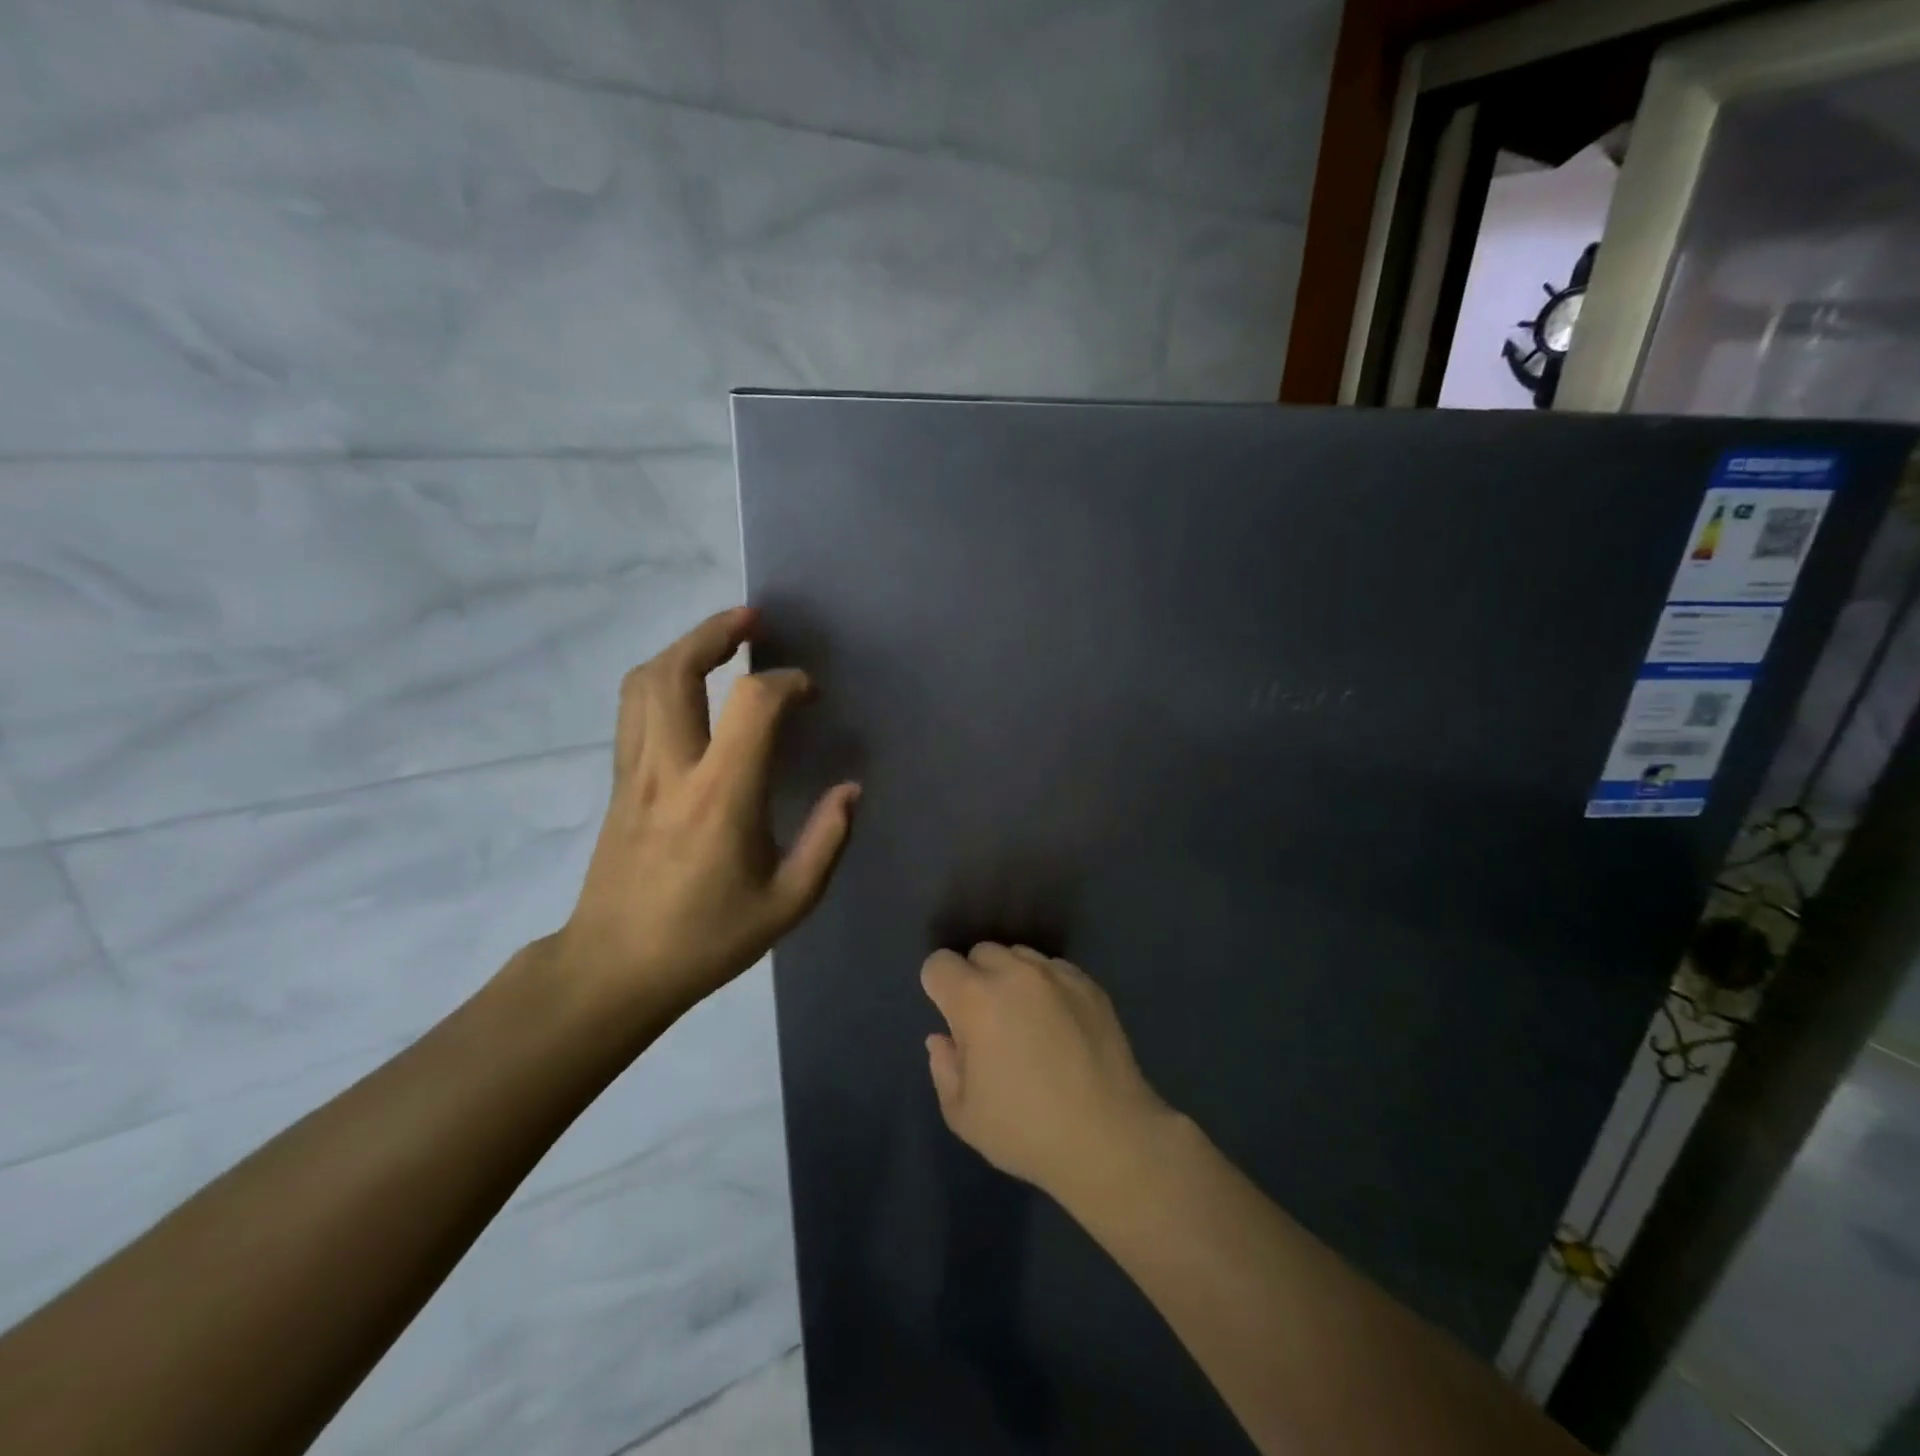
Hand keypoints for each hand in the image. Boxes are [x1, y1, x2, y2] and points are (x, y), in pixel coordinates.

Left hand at [554, 607, 859, 1020]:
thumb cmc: (706, 939)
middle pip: (676, 671)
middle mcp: (671, 769)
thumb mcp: (787, 904)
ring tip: (721, 641)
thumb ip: (826, 841)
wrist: (613, 968)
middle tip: (752, 619)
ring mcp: (635, 771)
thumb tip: (850, 789)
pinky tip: (689, 687)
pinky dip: (662, 678)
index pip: (753, 706)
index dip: (787, 683)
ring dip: (684, 648)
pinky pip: (633, 709)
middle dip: (715, 632)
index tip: (810, 693)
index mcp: (721, 798)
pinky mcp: (619, 781)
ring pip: (644, 682)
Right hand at [921, 944, 1174, 1203]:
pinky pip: (1055, 969)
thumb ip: (944, 1067)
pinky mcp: (1089, 984)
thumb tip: (942, 1038)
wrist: (1108, 1138)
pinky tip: (1059, 1024)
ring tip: (1026, 1020)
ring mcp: (1056, 975)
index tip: (950, 1017)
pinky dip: (1047, 986)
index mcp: (976, 1000)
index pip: (939, 964)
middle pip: (981, 952)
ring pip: (1020, 956)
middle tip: (988, 1022)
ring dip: (1012, 978)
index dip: (938, 987)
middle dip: (976, 979)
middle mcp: (1015, 974)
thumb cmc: (1026, 1131)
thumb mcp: (963, 1114)